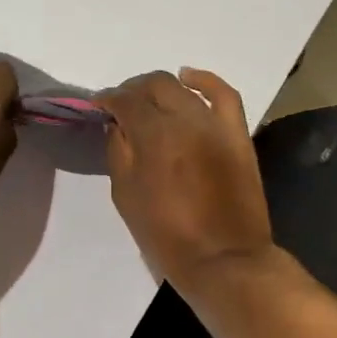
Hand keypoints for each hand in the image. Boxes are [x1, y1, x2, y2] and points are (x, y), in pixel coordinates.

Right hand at [99, 68, 275, 288]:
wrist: (223, 259)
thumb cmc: (166, 235)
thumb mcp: (125, 196)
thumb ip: (118, 152)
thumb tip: (117, 125)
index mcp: (153, 136)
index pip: (125, 100)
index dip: (108, 99)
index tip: (99, 106)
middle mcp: (185, 120)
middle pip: (155, 85)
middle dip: (133, 90)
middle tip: (123, 106)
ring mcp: (215, 124)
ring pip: (185, 87)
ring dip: (162, 87)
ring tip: (151, 99)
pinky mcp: (237, 134)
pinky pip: (224, 94)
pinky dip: (206, 81)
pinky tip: (190, 78)